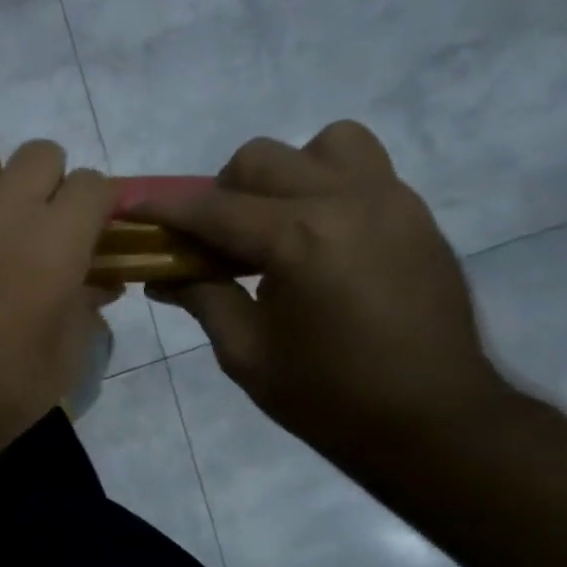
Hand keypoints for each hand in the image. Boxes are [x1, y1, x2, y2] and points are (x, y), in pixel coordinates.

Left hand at [0, 141, 117, 452]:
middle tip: (34, 226)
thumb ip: (87, 304)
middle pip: (39, 155)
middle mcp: (0, 212)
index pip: (91, 184)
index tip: (85, 231)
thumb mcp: (67, 354)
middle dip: (46, 183)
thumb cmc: (4, 390)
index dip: (93, 206)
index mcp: (54, 241)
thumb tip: (102, 280)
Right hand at [140, 122, 506, 459]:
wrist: (436, 422)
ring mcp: (390, 201)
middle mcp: (346, 202)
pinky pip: (363, 169)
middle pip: (261, 160)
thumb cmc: (329, 396)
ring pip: (323, 145)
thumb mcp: (245, 353)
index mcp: (299, 239)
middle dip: (223, 193)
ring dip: (286, 174)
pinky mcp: (416, 215)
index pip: (212, 208)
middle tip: (216, 240)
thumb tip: (162, 276)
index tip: (130, 206)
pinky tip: (317, 239)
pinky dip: (326, 186)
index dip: (163, 208)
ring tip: (277, 223)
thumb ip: (202, 298)